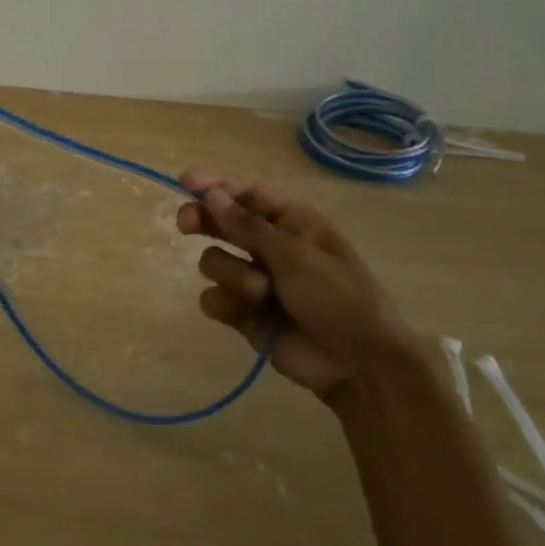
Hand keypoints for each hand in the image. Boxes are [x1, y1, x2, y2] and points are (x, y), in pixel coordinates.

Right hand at [176, 170, 419, 400]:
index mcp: (291, 223)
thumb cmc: (338, 298)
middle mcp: (269, 247)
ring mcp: (254, 280)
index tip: (185, 181)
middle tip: (186, 223)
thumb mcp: (295, 256)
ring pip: (214, 261)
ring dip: (232, 274)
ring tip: (260, 293)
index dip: (215, 184)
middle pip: (221, 222)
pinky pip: (213, 298)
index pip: (246, 193)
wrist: (358, 364)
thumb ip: (247, 226)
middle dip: (204, 221)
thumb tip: (210, 194)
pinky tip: (247, 314)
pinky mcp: (243, 313)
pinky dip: (226, 304)